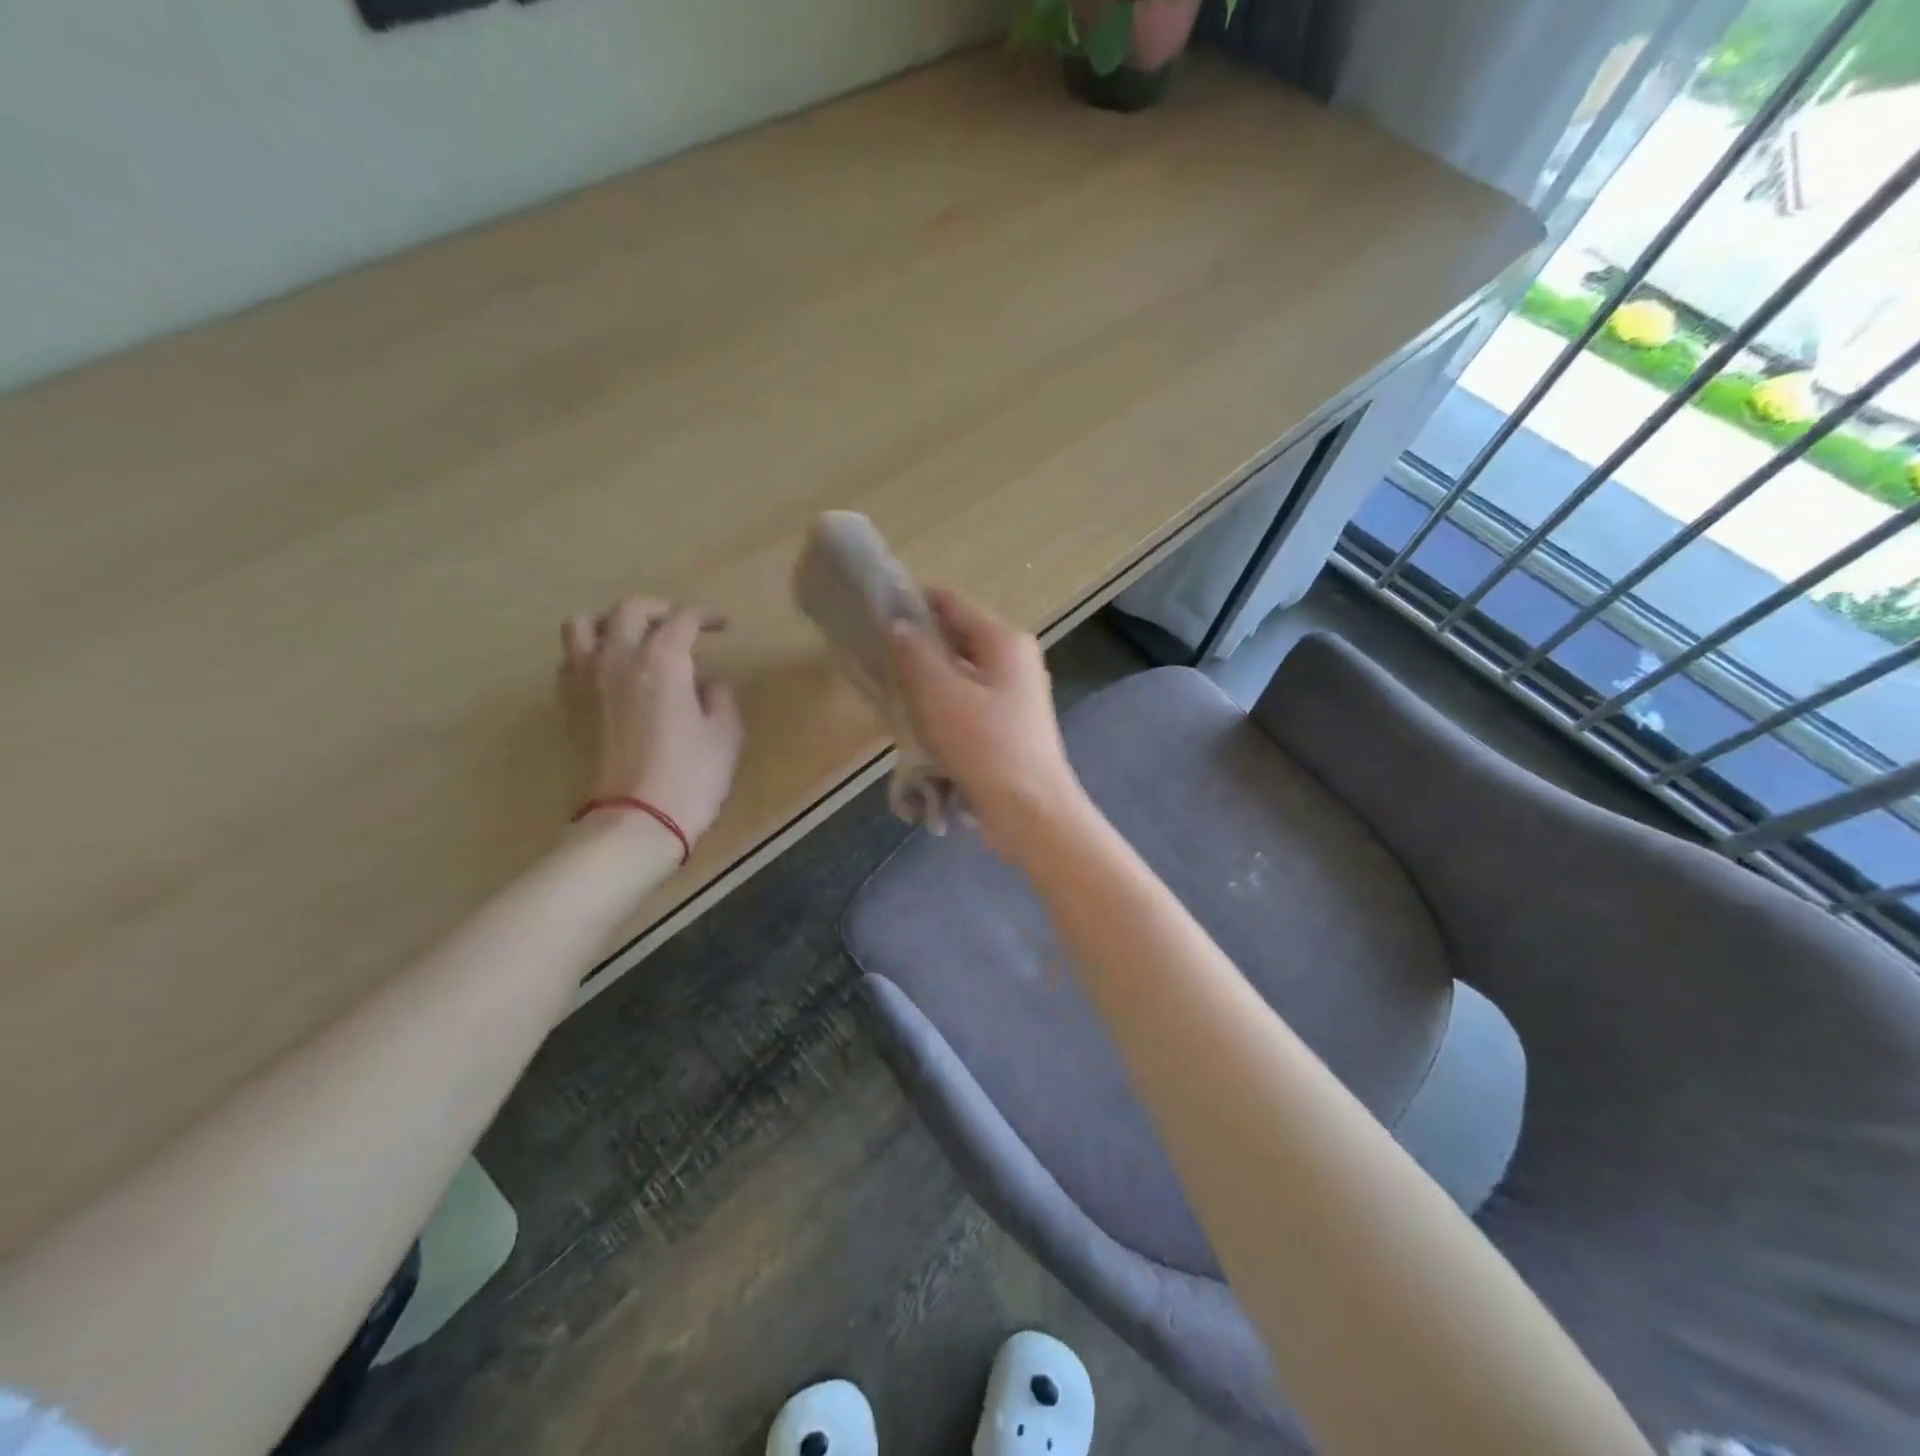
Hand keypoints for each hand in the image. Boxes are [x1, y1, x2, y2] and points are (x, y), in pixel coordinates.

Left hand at [560, 597, 744, 847]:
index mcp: (663, 661)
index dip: (706, 616)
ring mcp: (585, 680)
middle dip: (658, 609)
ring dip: (610, 622)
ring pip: (583, 625)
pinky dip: (590, 653)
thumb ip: (719, 697)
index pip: (683, 619)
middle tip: (678, 625)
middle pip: (630, 610)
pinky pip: (570, 660)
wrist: (632, 821)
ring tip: (629, 637)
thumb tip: (706, 683)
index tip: (722, 626)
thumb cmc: (690, 778)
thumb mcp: (725, 736)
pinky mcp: (568, 706)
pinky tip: (608, 673)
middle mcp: (618, 658)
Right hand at [889, 587, 1086, 859]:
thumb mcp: (941, 695)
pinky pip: (967, 703)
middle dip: (917, 646)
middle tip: (875, 656)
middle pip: (956, 638)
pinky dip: (941, 708)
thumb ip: (916, 654)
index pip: (951, 602)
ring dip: (926, 681)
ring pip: (959, 674)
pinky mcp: (1008, 727)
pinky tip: (916, 724)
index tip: (873, 609)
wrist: (1031, 812)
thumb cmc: (986, 746)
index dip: (912, 600)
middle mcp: (1014, 661)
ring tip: (889, 691)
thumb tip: (899, 625)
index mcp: (1004, 642)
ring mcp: (1013, 696)